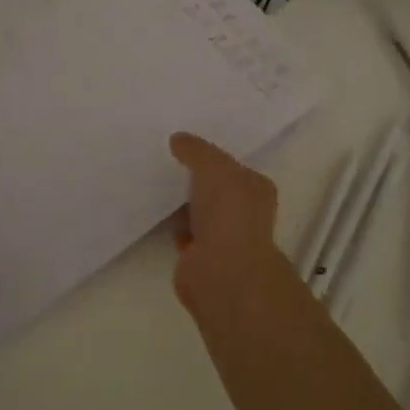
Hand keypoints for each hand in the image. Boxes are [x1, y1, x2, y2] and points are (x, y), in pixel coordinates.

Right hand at [167, 132, 285, 310]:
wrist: (221, 271)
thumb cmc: (227, 213)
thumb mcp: (212, 167)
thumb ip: (196, 150)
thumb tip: (178, 139)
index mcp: (255, 189)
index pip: (233, 167)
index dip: (211, 156)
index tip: (185, 146)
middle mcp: (243, 213)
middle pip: (215, 189)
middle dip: (194, 179)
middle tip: (165, 160)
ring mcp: (222, 237)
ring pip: (197, 211)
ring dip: (181, 202)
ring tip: (156, 182)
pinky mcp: (200, 257)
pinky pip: (183, 231)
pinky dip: (171, 224)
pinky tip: (154, 211)